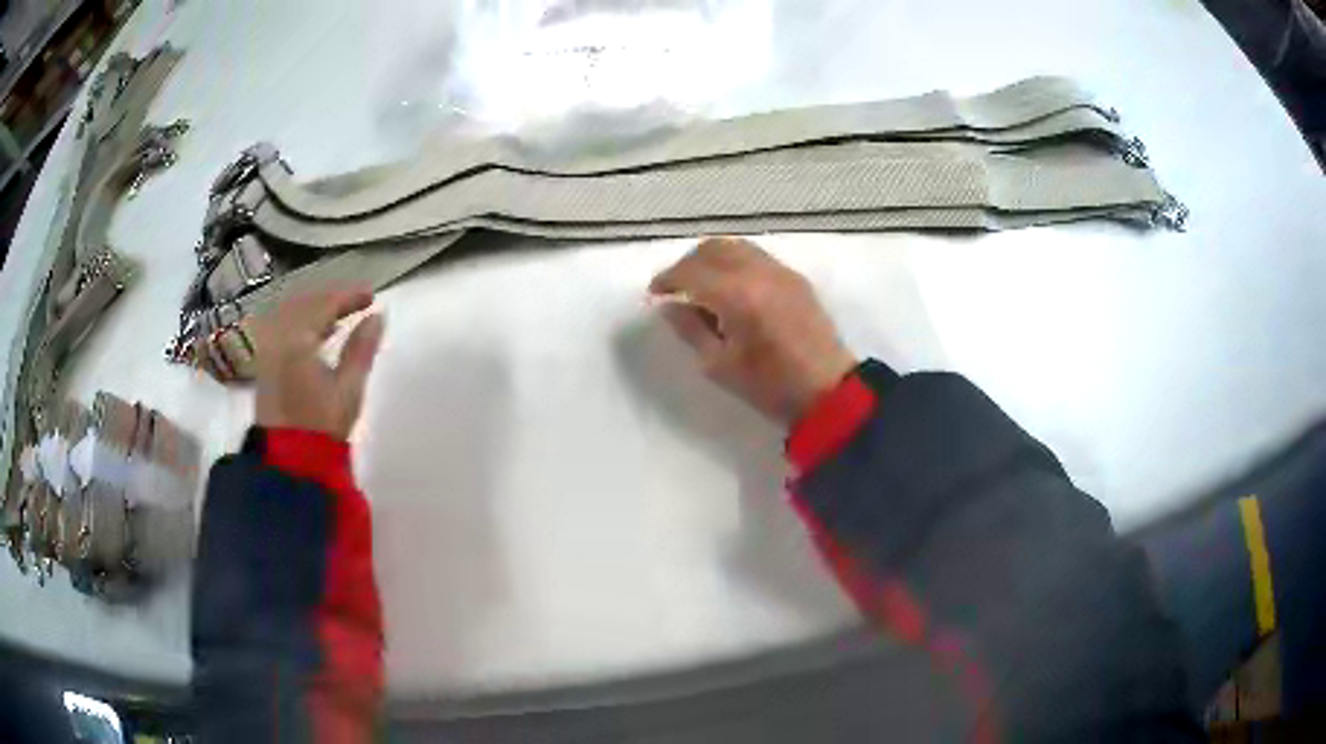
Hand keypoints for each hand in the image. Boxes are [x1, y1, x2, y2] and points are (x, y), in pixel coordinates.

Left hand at [253, 287, 384, 439]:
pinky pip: (282, 328)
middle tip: (356, 301)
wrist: (289, 461)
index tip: (372, 296)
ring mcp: (268, 350)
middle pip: (304, 303)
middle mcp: (279, 337)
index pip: (324, 303)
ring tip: (338, 315)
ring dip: (315, 309)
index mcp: (298, 339)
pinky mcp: (265, 366)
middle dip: (331, 298)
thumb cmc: (322, 425)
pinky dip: (301, 323)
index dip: (349, 295)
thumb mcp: (349, 388)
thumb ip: (362, 349)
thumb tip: (377, 316)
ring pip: (291, 314)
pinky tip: (315, 334)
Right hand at [650, 237, 856, 424]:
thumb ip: (689, 329)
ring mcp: (780, 271)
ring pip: (735, 247)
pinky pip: (756, 256)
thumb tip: (668, 305)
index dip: (667, 280)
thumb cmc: (769, 386)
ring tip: (702, 285)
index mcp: (736, 295)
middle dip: (688, 264)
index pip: (690, 272)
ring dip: (711, 259)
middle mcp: (758, 272)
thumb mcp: (719, 365)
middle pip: (712, 249)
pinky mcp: (795, 278)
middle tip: (676, 288)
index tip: (655, 294)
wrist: (828, 391)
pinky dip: (735, 262)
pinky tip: (733, 288)